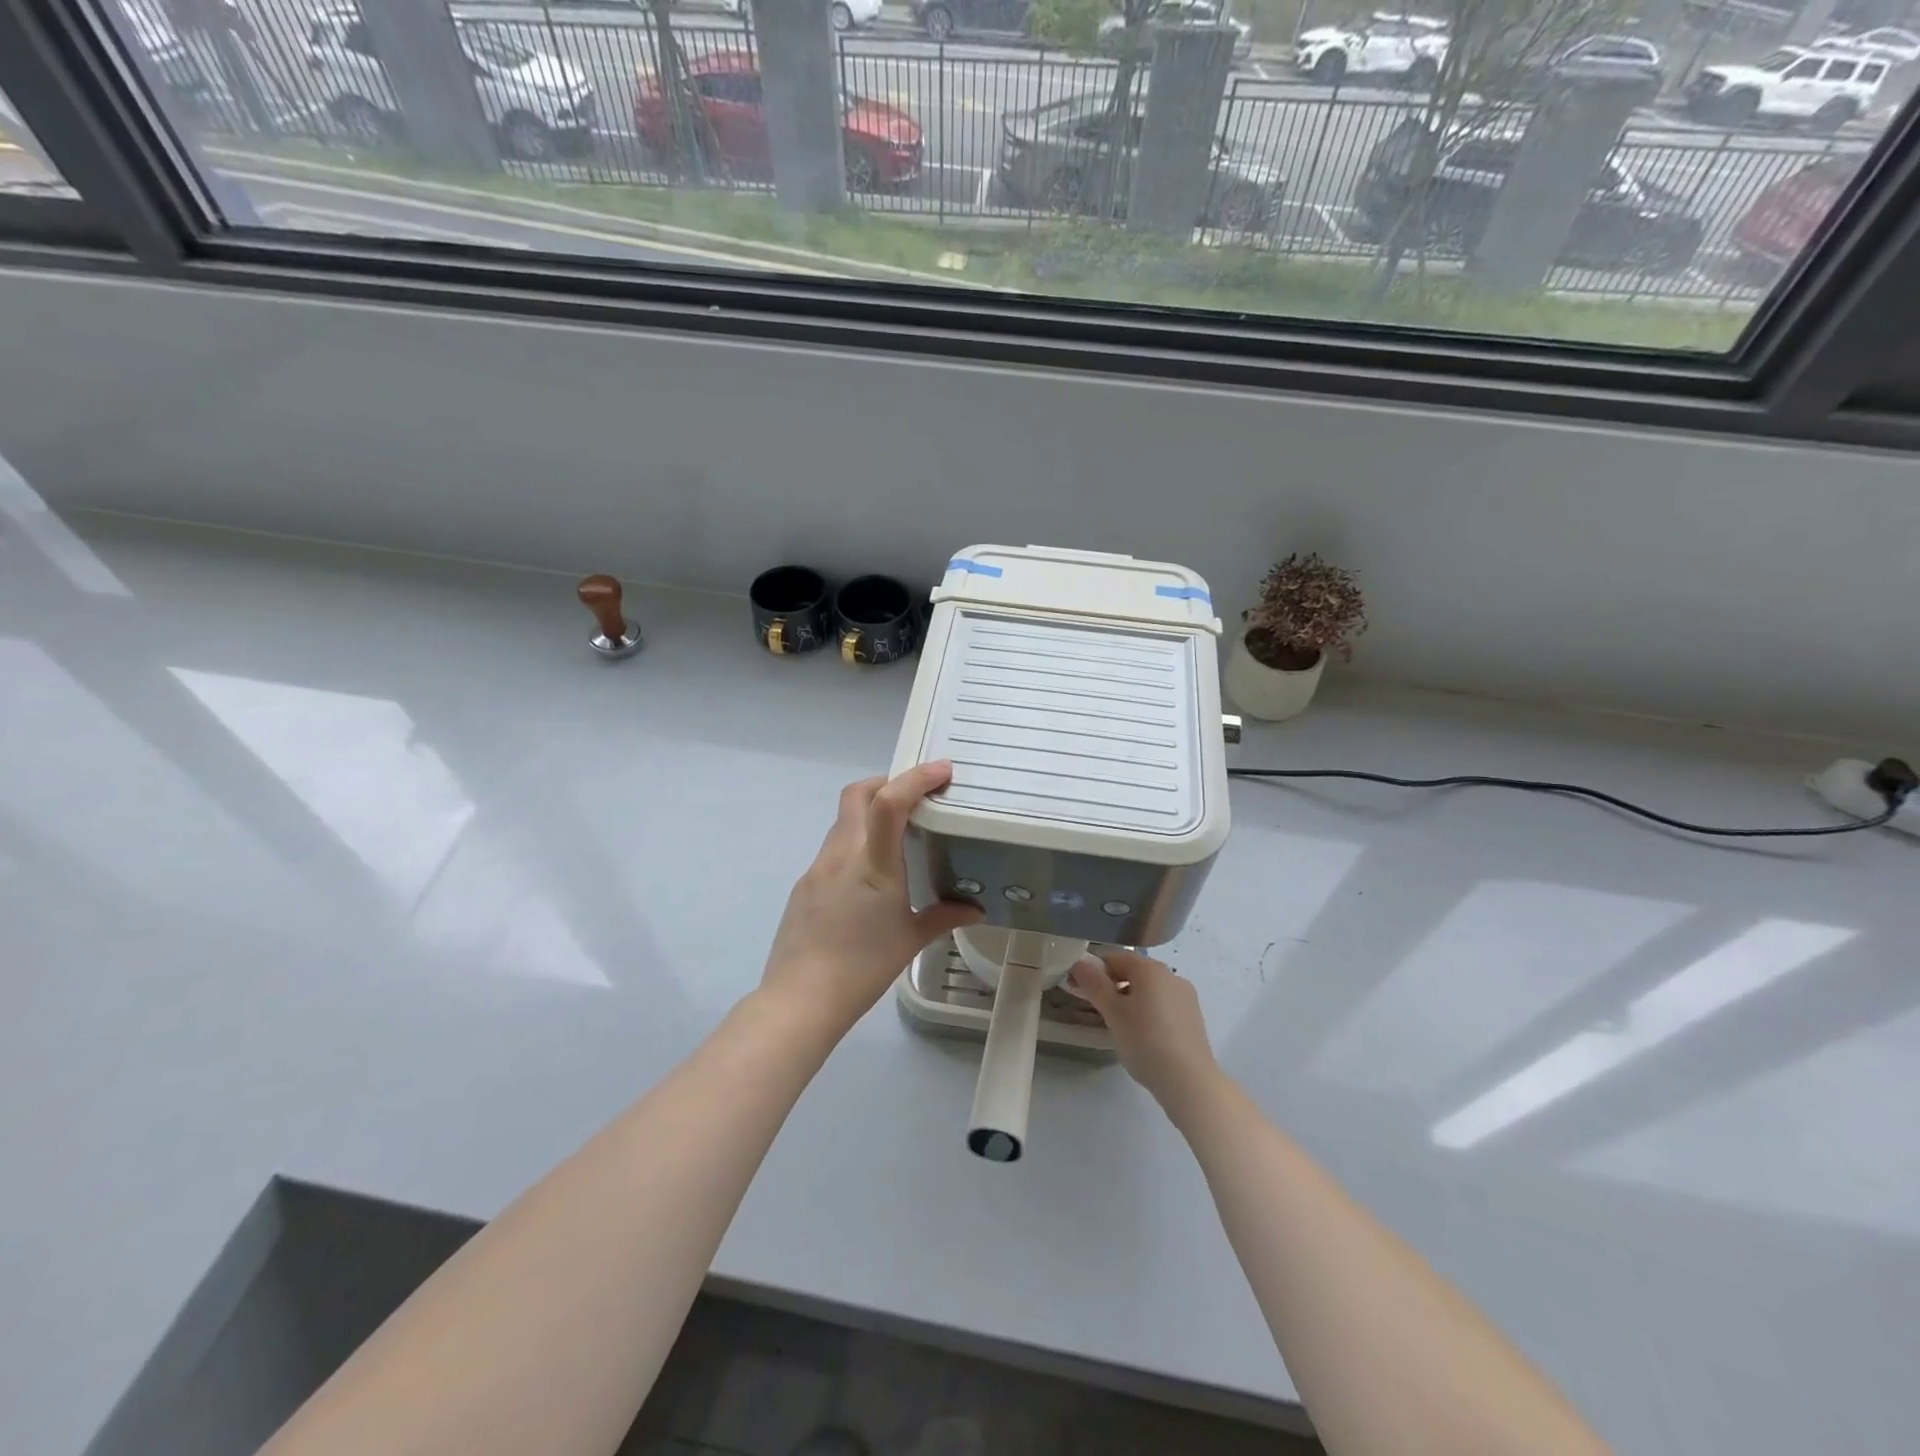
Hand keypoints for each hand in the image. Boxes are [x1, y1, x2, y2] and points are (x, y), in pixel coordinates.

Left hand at [760, 761, 982, 1040]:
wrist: (800, 999)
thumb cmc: (862, 968)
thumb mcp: (909, 941)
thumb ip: (943, 917)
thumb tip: (974, 909)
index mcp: (873, 865)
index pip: (889, 802)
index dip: (915, 778)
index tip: (942, 770)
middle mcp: (842, 856)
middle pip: (856, 794)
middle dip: (886, 782)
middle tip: (914, 796)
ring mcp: (817, 868)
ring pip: (843, 821)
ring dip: (869, 814)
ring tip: (896, 838)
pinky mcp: (804, 885)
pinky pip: (833, 849)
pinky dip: (855, 845)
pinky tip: (867, 878)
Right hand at [1066, 950, 1220, 1119]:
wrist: (1189, 1082)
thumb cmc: (1145, 1042)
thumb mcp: (1113, 1013)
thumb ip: (1094, 985)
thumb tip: (1079, 963)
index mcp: (1151, 969)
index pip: (1115, 957)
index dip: (1094, 970)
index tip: (1081, 990)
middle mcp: (1171, 975)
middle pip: (1134, 971)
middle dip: (1112, 985)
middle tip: (1097, 1009)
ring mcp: (1185, 996)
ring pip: (1149, 989)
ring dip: (1129, 999)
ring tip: (1119, 1026)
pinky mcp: (1193, 1017)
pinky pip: (1163, 1004)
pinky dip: (1148, 1011)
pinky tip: (1143, 1036)